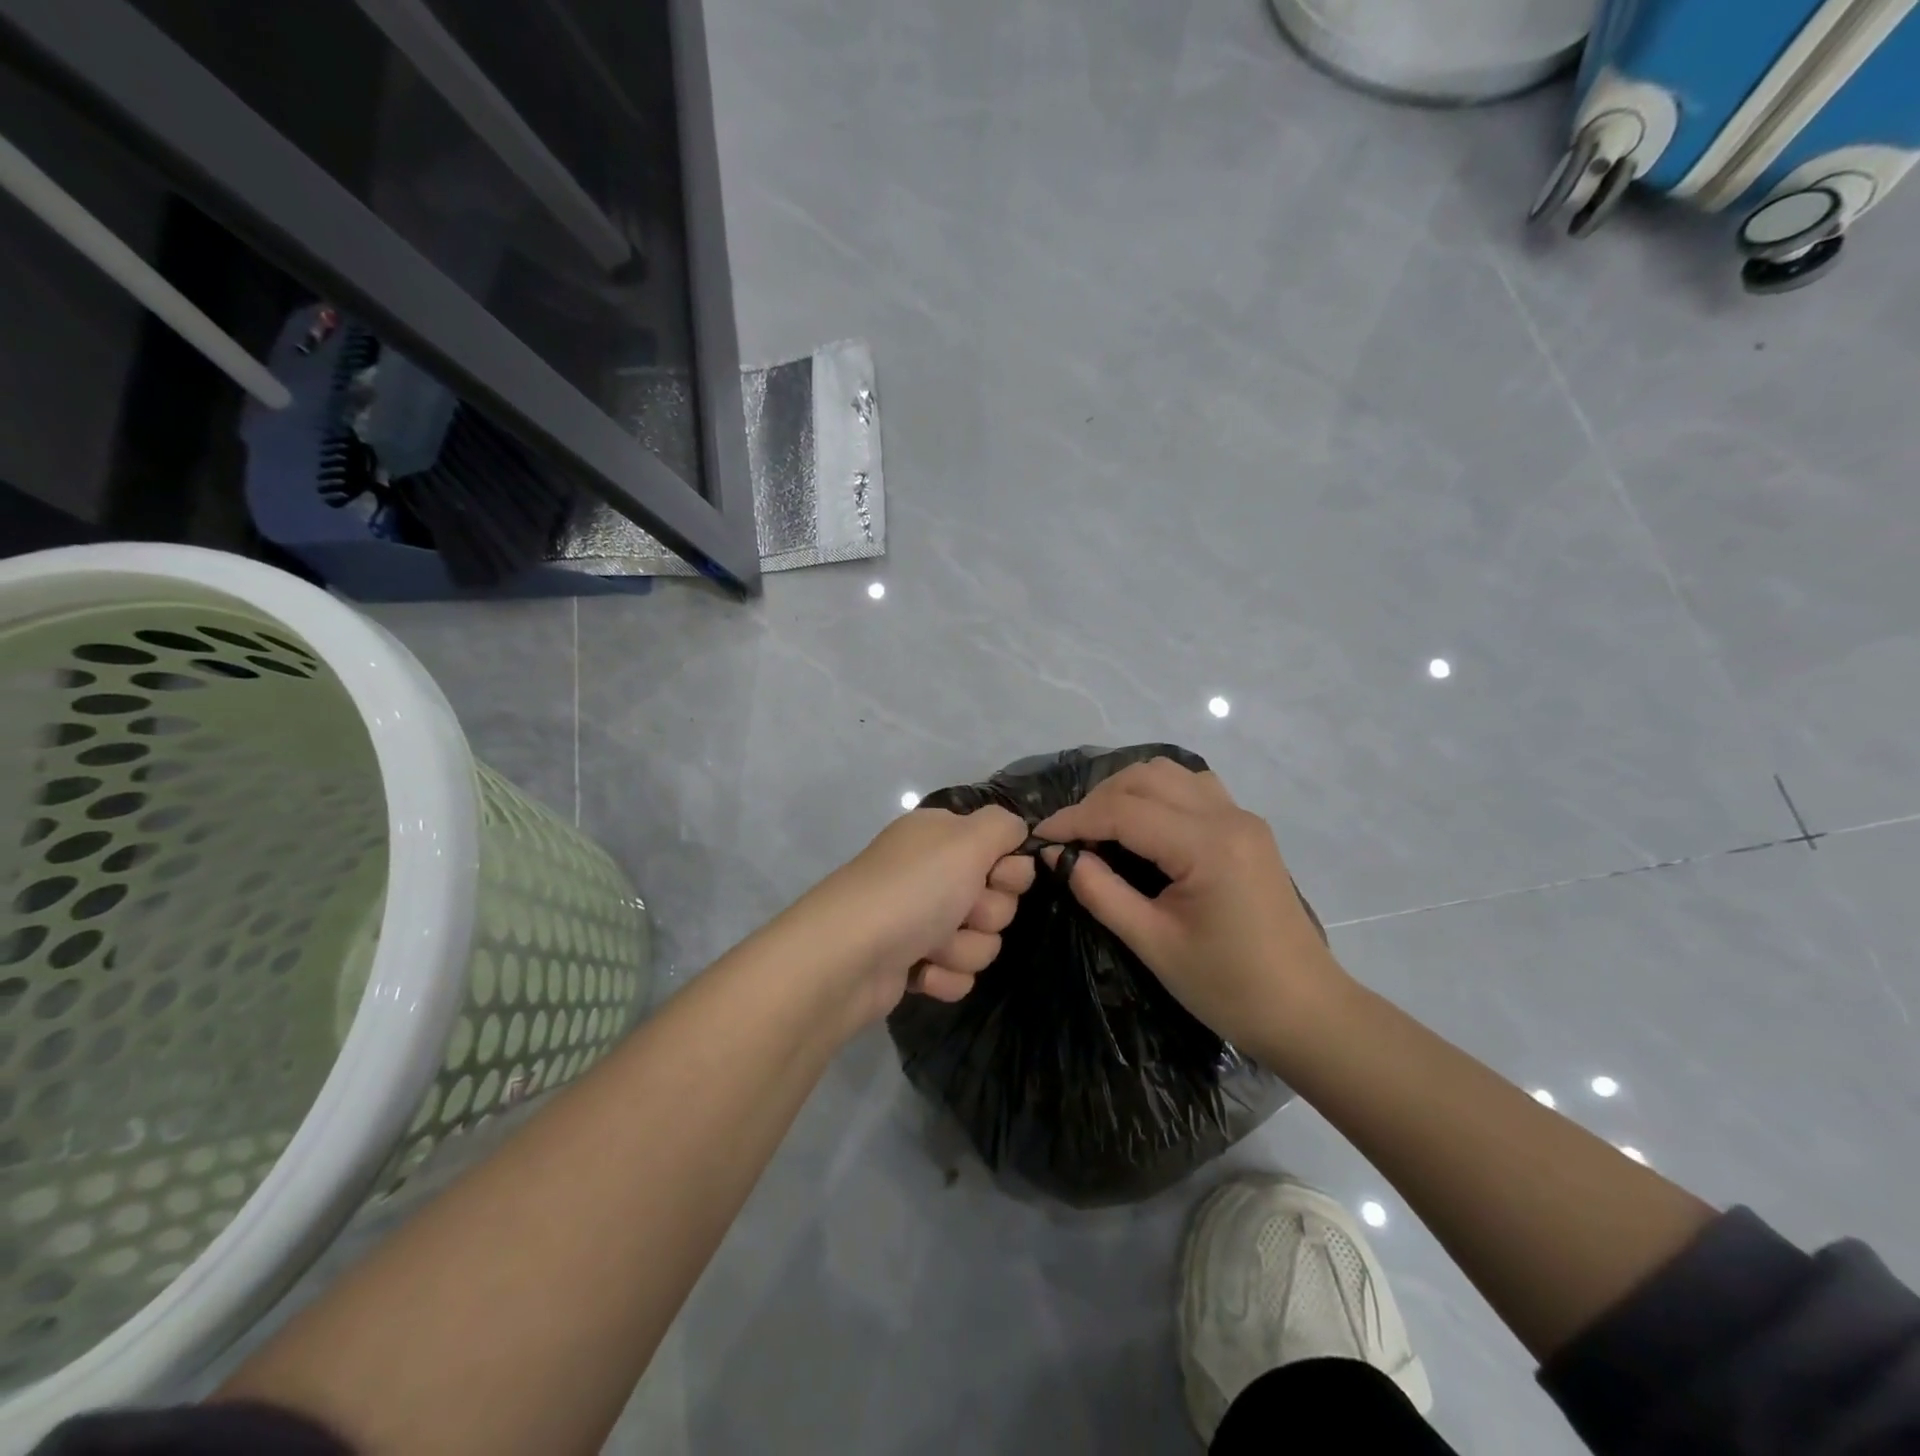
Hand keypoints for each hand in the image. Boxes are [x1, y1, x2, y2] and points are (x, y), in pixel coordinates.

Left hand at [804, 805, 1035, 1027]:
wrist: (848, 957)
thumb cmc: (913, 889)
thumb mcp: (967, 839)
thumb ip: (1003, 826)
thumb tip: (1016, 830)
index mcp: (941, 836)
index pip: (1002, 849)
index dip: (1009, 870)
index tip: (996, 877)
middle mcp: (931, 873)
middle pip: (998, 898)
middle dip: (986, 913)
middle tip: (961, 912)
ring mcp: (920, 919)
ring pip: (982, 940)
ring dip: (964, 948)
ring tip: (931, 947)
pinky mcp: (912, 962)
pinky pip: (958, 972)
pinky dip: (944, 975)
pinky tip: (920, 971)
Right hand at [1034, 760, 1343, 1055]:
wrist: (1305, 1012)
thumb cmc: (1228, 988)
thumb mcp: (1153, 943)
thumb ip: (1100, 892)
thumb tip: (1058, 855)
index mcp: (1207, 845)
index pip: (1124, 811)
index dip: (1074, 819)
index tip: (1038, 836)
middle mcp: (1228, 816)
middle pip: (1146, 778)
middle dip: (1098, 800)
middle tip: (1069, 838)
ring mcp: (1242, 818)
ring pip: (1170, 774)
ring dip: (1128, 791)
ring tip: (1101, 829)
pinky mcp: (1247, 829)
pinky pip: (1193, 789)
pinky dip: (1158, 795)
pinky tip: (1143, 827)